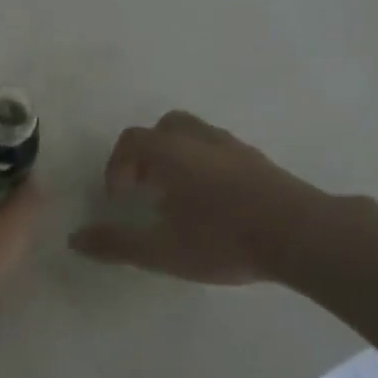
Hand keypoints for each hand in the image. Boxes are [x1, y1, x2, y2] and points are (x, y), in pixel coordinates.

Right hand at [69, 110, 352, 284]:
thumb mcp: (161, 250)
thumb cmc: (223, 239)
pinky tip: (215, 203)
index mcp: (170, 153)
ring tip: (179, 196)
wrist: (303, 236)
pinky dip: (207, 166)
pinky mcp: (261, 162)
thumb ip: (116, 243)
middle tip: (146, 188)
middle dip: (148, 153)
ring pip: (197, 136)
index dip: (116, 166)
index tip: (119, 198)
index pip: (131, 141)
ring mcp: (235, 148)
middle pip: (165, 127)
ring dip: (179, 157)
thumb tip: (75, 239)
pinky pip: (222, 151)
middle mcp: (200, 140)